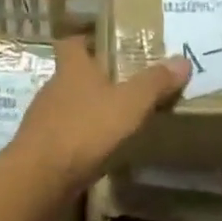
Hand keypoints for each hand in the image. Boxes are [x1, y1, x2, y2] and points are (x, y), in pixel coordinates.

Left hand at [10, 36, 188, 192]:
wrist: (39, 180)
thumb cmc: (85, 129)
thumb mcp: (129, 104)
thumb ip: (155, 83)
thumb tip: (183, 60)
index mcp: (72, 69)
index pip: (72, 43)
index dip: (87, 40)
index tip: (106, 43)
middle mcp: (53, 88)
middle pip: (72, 75)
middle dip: (94, 79)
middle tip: (124, 84)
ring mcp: (43, 120)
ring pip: (67, 107)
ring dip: (87, 111)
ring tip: (115, 120)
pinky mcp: (40, 150)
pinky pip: (63, 137)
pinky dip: (79, 140)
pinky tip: (97, 152)